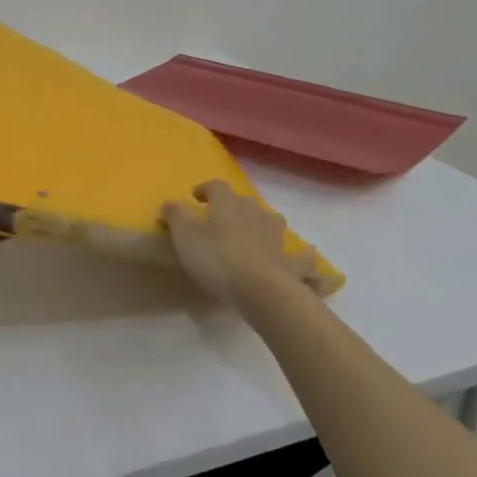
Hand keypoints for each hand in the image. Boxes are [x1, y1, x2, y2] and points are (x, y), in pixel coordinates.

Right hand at [162, 180, 326, 306]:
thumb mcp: (185, 236)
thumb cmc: (217, 259)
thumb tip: (170, 202)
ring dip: (262, 224)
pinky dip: (303, 256)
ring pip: (271, 221)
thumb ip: (176, 216)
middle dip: (232, 207)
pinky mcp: (291, 261)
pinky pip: (301, 256)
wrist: (261, 290)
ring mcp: (277, 236)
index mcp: (228, 203)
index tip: (196, 197)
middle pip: (244, 202)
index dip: (205, 189)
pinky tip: (306, 256)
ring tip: (254, 233)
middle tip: (220, 219)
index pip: (217, 186)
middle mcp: (255, 212)